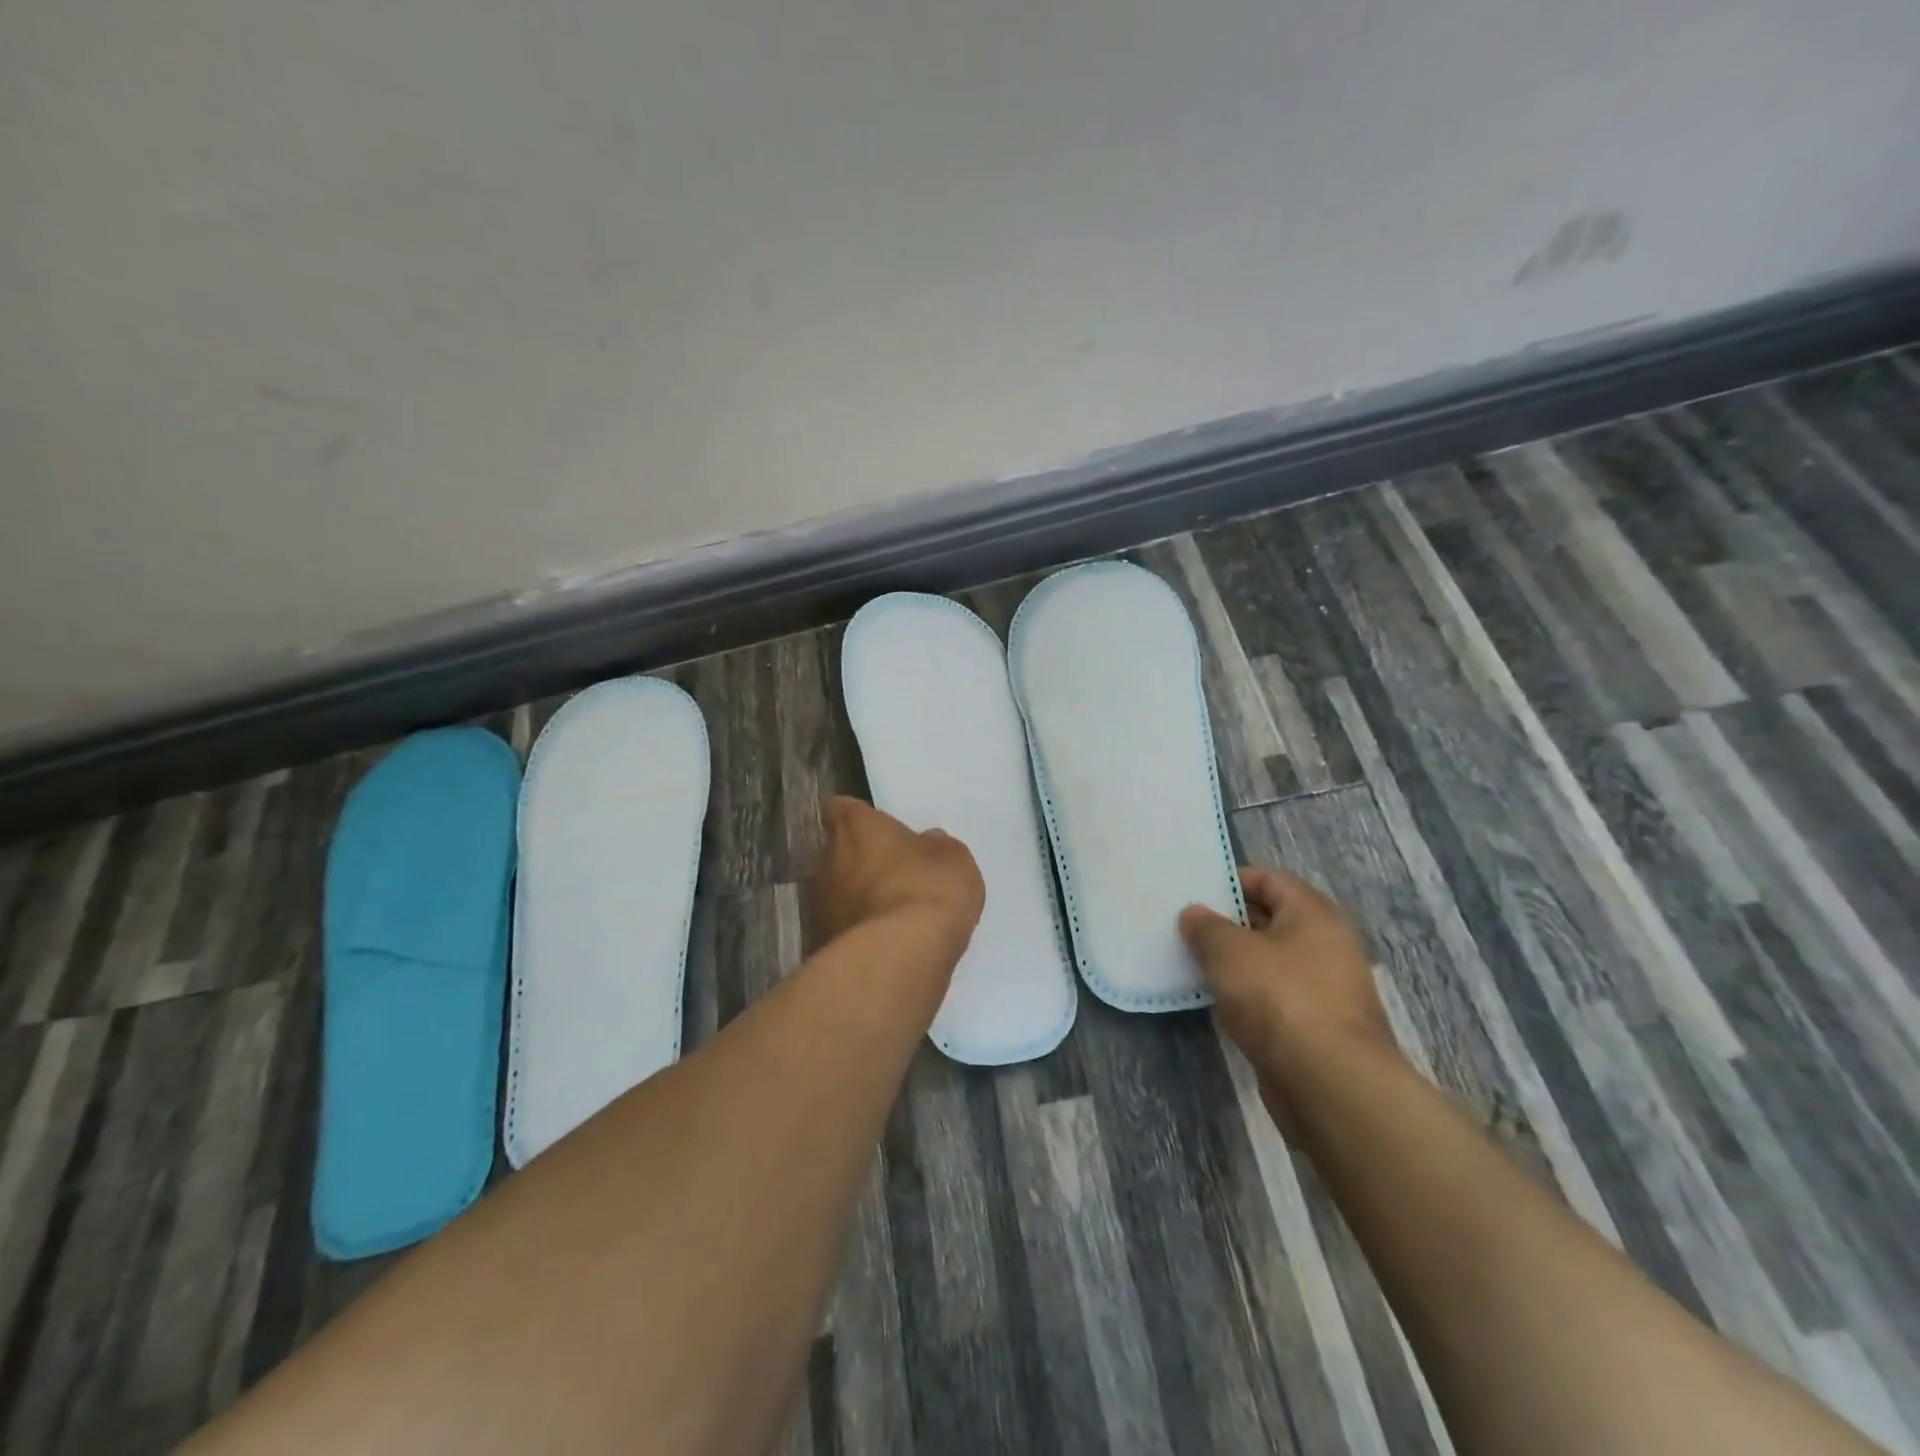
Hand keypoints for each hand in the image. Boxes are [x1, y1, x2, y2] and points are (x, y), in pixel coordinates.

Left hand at [811, 797, 984, 953]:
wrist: (900, 957)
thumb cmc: (927, 889)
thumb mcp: (952, 859)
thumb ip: (935, 847)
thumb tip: (928, 843)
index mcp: (855, 828)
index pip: (840, 809)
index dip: (857, 818)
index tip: (875, 829)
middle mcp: (827, 860)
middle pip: (837, 853)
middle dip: (859, 863)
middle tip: (892, 875)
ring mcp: (819, 906)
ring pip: (836, 894)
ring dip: (856, 900)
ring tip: (890, 916)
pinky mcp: (820, 945)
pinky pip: (841, 930)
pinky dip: (857, 934)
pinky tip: (885, 945)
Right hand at [1180, 867, 1401, 1139]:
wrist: (1331, 1083)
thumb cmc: (1279, 998)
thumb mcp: (1229, 951)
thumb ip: (1206, 926)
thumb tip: (1194, 914)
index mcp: (1314, 914)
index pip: (1269, 879)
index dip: (1230, 882)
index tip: (1193, 892)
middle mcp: (1327, 945)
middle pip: (1269, 920)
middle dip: (1227, 924)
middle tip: (1184, 928)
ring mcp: (1325, 989)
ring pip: (1270, 963)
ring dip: (1234, 964)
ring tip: (1191, 963)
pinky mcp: (1317, 1028)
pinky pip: (1274, 998)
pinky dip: (1247, 997)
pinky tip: (1216, 1003)